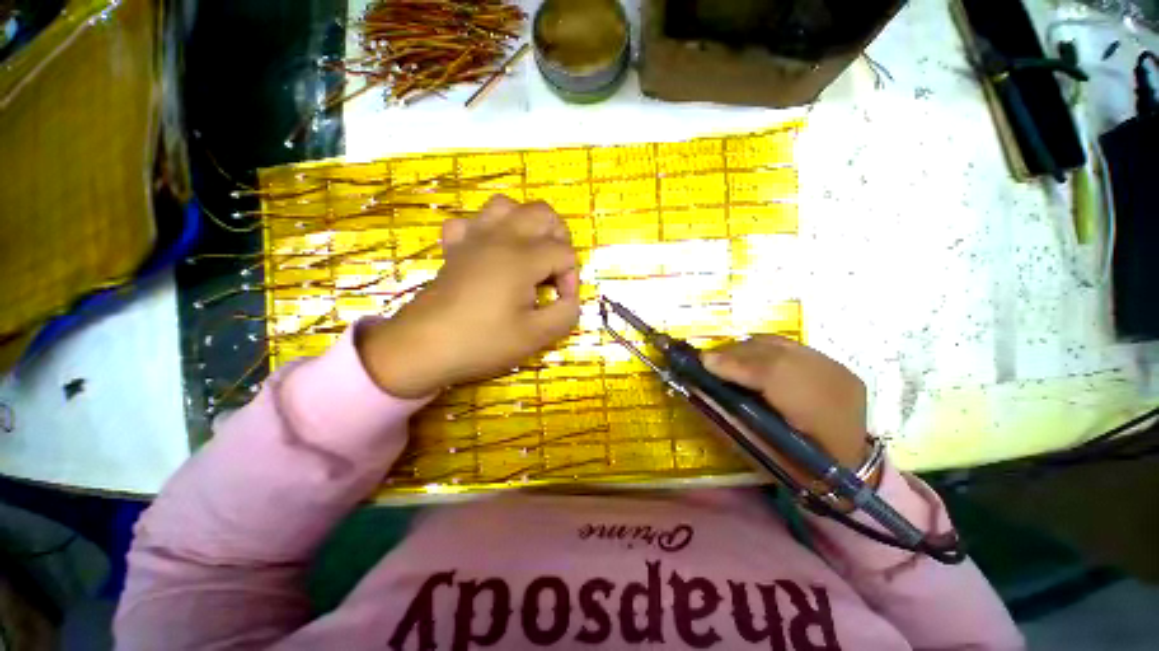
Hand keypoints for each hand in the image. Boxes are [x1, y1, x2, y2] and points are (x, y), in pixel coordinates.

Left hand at [358, 195, 580, 397]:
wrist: (423, 347)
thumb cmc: (482, 341)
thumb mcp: (536, 336)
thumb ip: (566, 314)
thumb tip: (570, 299)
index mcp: (522, 257)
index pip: (564, 253)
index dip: (571, 278)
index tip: (561, 302)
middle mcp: (500, 237)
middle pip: (542, 213)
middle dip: (558, 238)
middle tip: (555, 270)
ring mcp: (473, 238)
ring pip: (506, 205)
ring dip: (525, 224)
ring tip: (528, 252)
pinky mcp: (454, 247)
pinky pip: (471, 222)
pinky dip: (486, 230)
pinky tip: (489, 252)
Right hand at [702, 335, 870, 473]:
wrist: (848, 469)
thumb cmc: (797, 468)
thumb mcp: (759, 450)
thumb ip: (728, 416)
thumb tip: (697, 388)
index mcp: (819, 416)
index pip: (772, 375)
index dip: (734, 364)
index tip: (703, 362)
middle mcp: (833, 384)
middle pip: (775, 352)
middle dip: (734, 352)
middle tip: (708, 360)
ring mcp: (837, 370)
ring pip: (782, 345)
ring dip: (747, 349)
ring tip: (725, 358)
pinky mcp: (835, 365)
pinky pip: (791, 347)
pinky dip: (764, 350)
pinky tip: (750, 359)